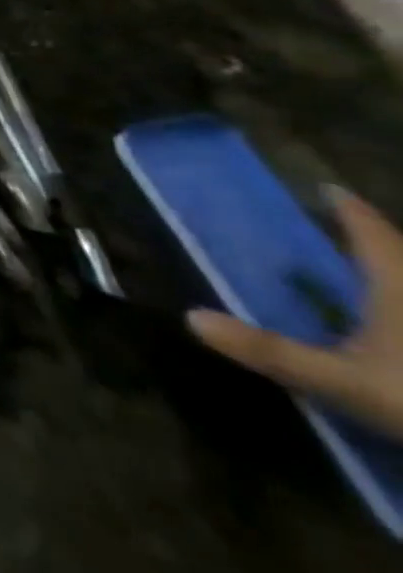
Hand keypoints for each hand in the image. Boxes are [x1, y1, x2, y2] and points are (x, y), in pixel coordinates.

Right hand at [188, 188, 402, 440]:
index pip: (370, 232)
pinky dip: (400, 312)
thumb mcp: (345, 383)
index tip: (329, 189)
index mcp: (400, 285)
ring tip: (378, 279)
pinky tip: (389, 324)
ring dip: (398, 278)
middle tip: (352, 233)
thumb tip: (191, 316)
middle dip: (381, 244)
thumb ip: (271, 351)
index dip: (348, 210)